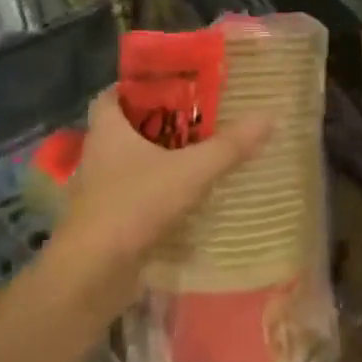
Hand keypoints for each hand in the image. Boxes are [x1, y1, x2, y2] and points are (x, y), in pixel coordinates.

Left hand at [45, 87, 272, 316]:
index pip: (112, 95)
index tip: (169, 86)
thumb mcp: (190, 171)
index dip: (135, 87)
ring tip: (196, 153)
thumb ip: (229, 146)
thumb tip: (268, 116)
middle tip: (195, 117)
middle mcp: (98, 155)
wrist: (92, 275)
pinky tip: (184, 195)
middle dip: (156, 122)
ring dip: (156, 158)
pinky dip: (154, 191)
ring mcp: (98, 191)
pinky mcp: (105, 221)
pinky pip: (132, 194)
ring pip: (128, 163)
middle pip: (124, 128)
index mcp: (107, 131)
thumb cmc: (133, 206)